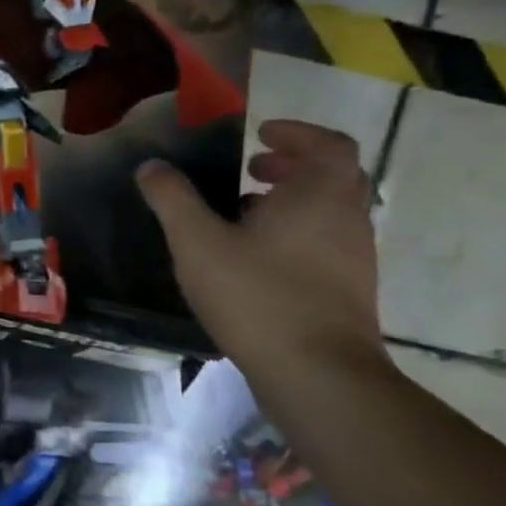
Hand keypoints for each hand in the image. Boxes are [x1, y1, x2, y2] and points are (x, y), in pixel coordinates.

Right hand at [135, 120, 385, 373]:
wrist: (316, 372)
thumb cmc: (256, 294)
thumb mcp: (196, 242)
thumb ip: (172, 198)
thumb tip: (151, 166)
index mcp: (319, 196)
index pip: (328, 145)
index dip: (296, 133)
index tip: (259, 134)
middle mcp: (346, 220)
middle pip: (332, 177)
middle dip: (291, 165)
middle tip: (249, 168)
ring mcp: (353, 257)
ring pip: (328, 212)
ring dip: (291, 201)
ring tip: (241, 213)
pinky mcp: (347, 289)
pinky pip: (324, 243)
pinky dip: (294, 233)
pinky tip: (252, 257)